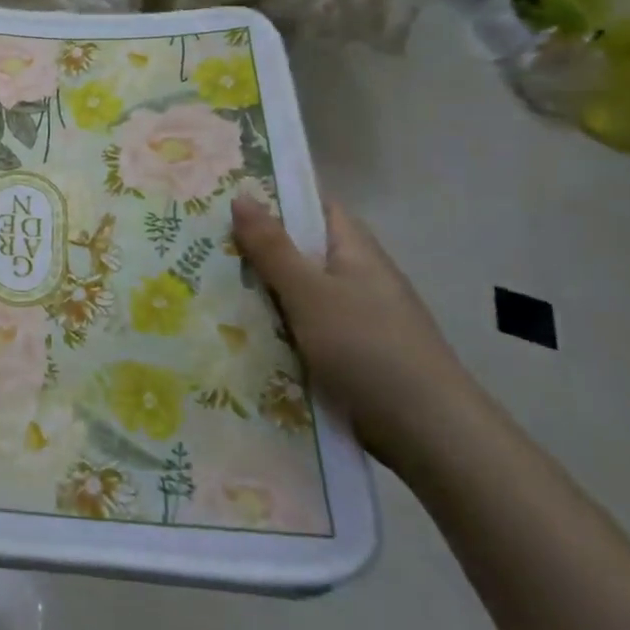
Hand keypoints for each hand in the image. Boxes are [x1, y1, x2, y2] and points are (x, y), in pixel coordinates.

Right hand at [231, 193, 474, 469]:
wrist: (429, 434)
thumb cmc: (368, 347)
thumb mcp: (310, 292)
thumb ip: (273, 247)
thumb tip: (241, 195)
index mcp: (355, 250)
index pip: (314, 206)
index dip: (275, 197)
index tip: (226, 195)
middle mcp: (357, 278)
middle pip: (300, 251)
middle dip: (256, 248)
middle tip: (200, 242)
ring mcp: (356, 318)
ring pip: (297, 293)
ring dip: (261, 292)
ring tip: (204, 285)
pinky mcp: (350, 355)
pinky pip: (302, 329)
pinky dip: (275, 328)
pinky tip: (237, 334)